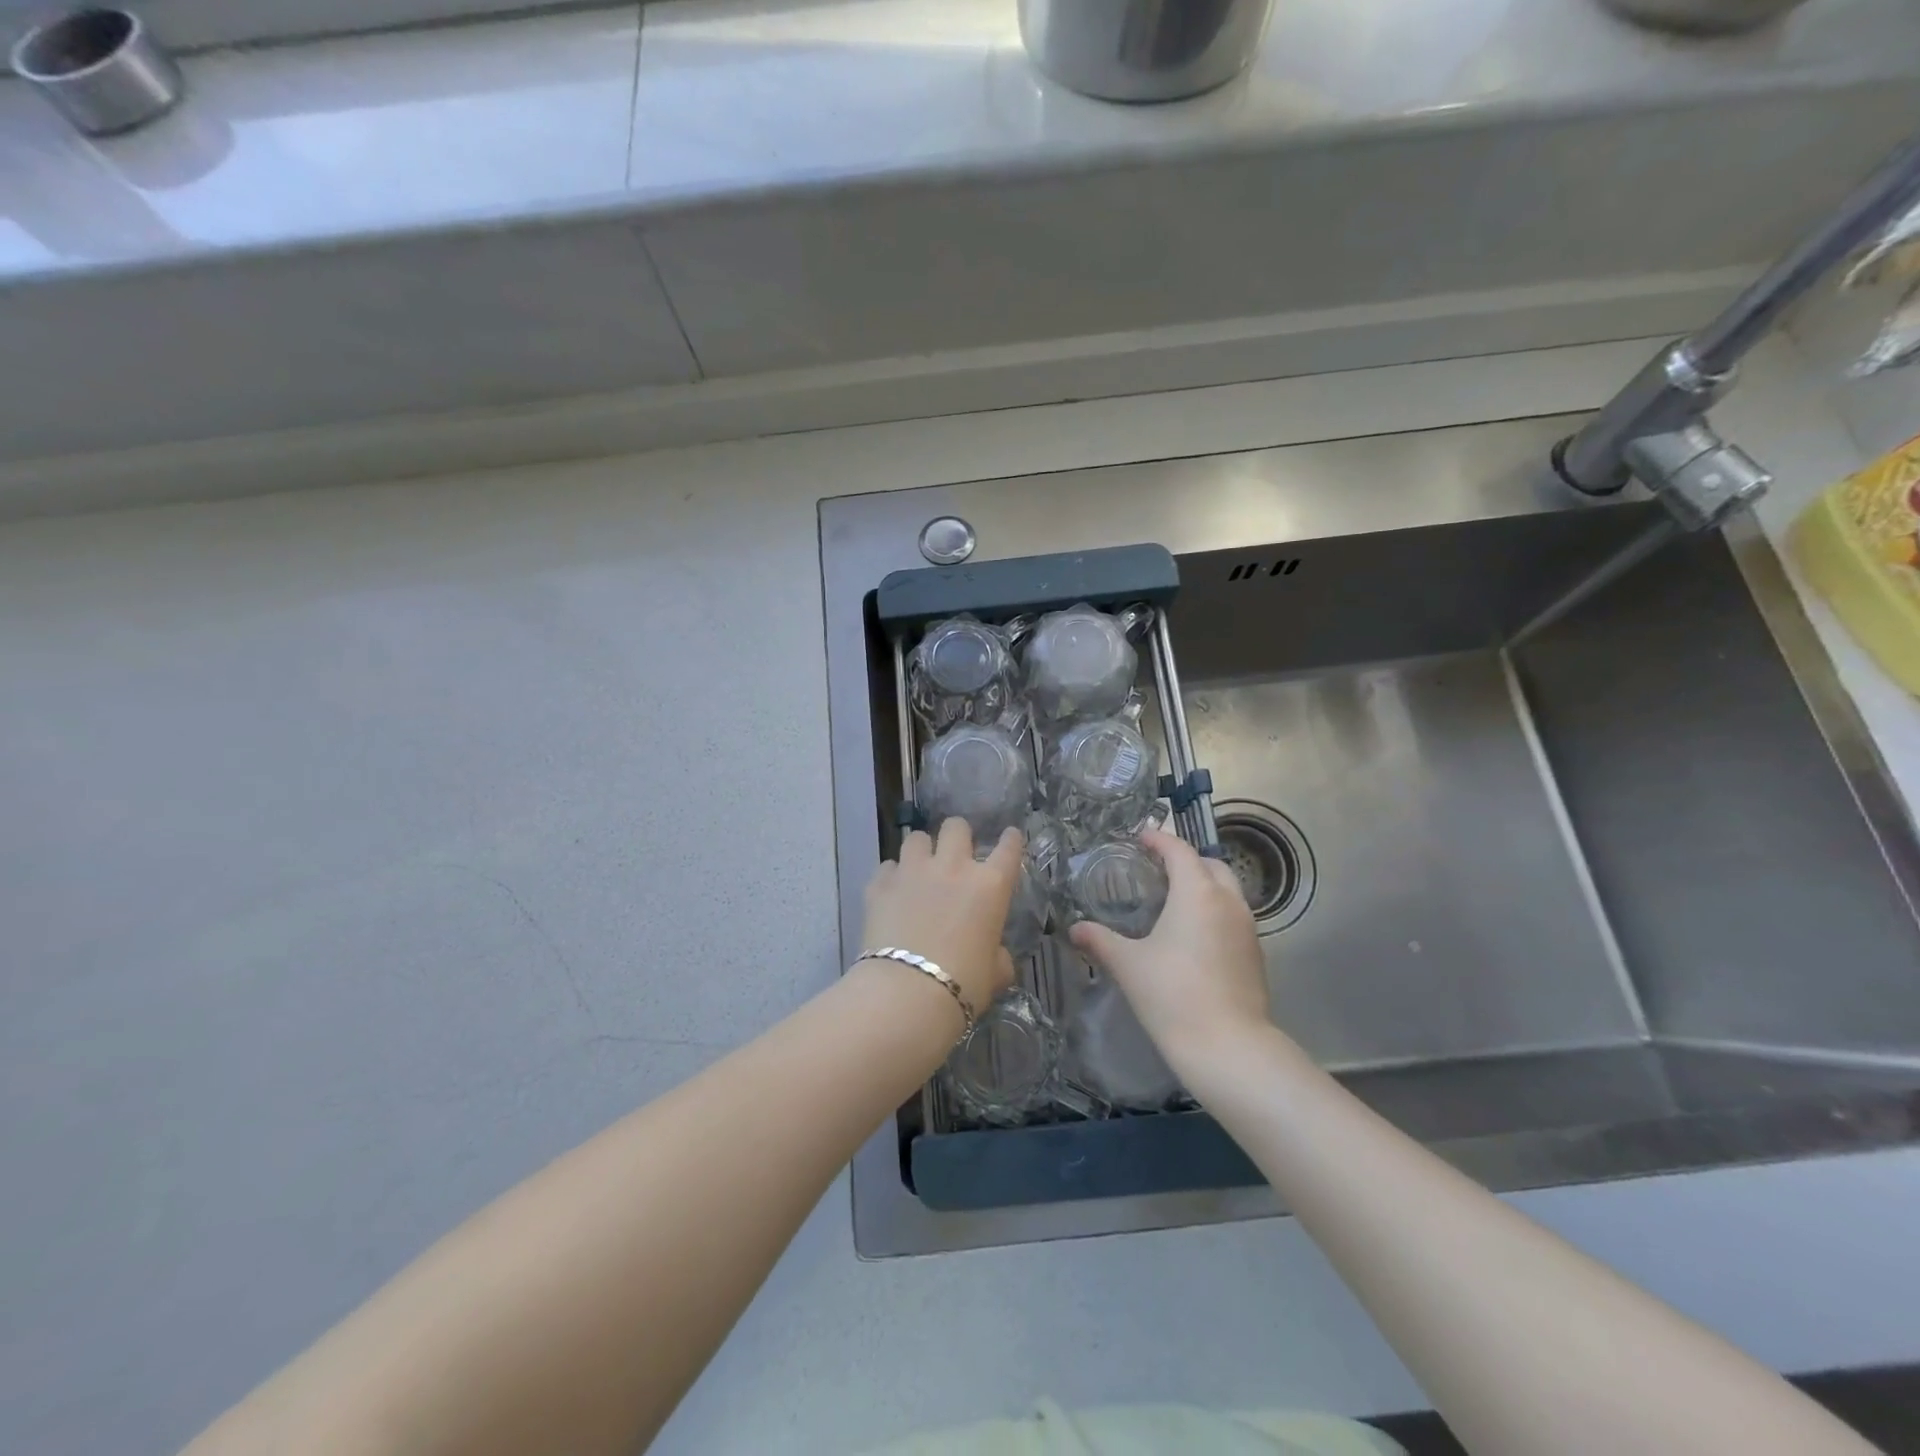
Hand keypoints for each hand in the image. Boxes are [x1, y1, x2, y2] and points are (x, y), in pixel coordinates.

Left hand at [860, 818, 1022, 1017]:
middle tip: (955, 855)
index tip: (1009, 836)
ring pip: (916, 837)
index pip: (1009, 848)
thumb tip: (996, 957)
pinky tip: (892, 892)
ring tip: (919, 869)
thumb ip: (998, 956)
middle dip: (958, 836)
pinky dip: (892, 876)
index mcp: (990, 885)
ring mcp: (913, 871)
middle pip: (956, 826)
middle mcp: (953, 867)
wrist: (907, 993)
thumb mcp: (995, 974)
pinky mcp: (880, 884)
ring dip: (921, 850)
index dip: (1011, 839)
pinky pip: (887, 867)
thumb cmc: (963, 985)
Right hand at [1068, 827, 1271, 1070]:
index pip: (1179, 850)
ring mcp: (1248, 928)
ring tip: (1174, 901)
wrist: (1228, 1047)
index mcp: (1197, 892)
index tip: (1140, 838)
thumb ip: (1099, 940)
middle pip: (1210, 864)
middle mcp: (1228, 901)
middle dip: (1185, 860)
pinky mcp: (1255, 953)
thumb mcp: (1128, 964)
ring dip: (1204, 885)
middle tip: (1157, 869)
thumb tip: (1074, 929)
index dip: (1159, 840)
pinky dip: (1214, 911)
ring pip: (1228, 890)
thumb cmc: (1172, 995)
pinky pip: (1234, 916)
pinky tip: (1193, 936)